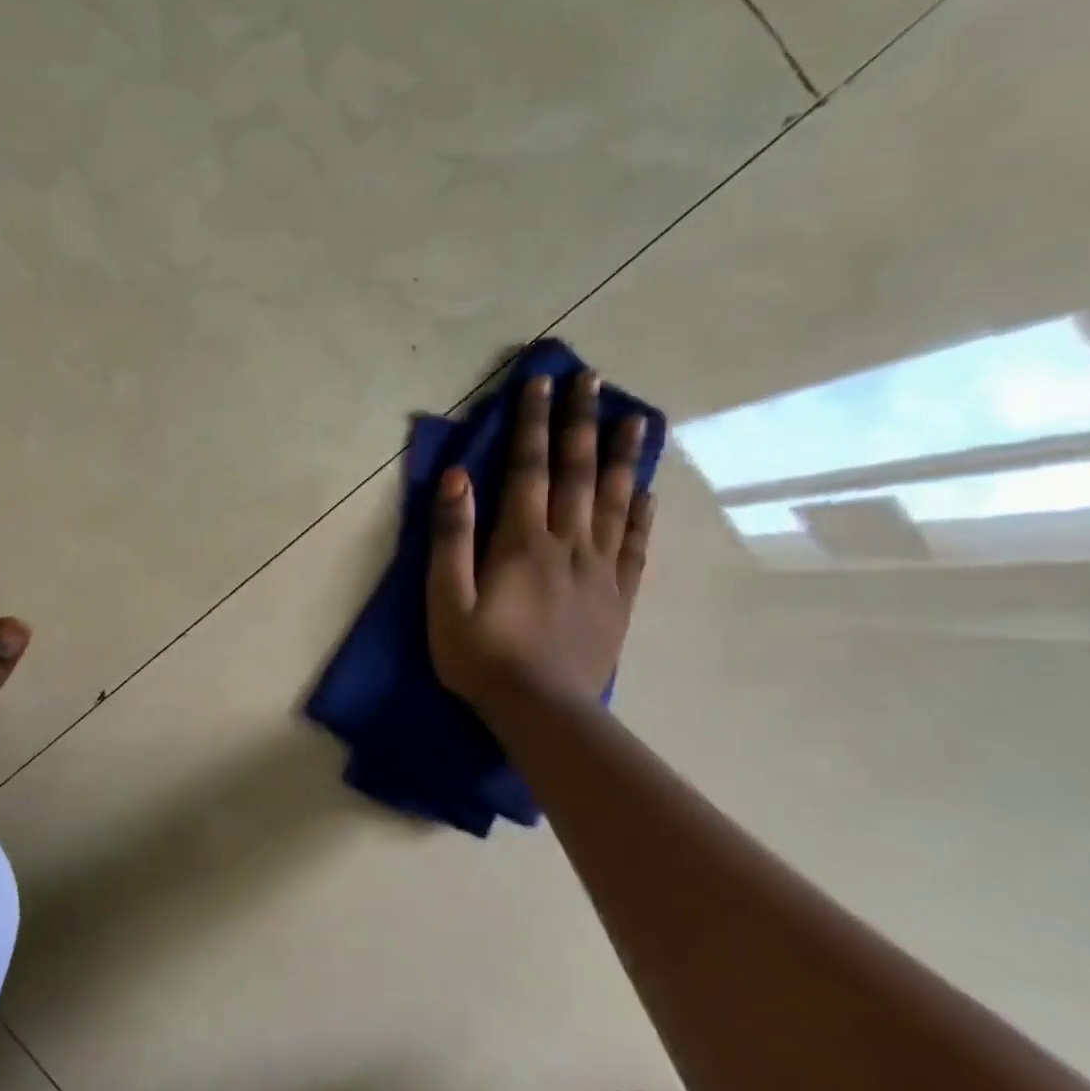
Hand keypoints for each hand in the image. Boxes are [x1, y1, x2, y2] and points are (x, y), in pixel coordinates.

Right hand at [426, 369, 654, 712]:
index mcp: (523, 543)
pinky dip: (641, 512)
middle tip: (593, 379)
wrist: (542, 711)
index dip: (534, 423)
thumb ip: (451, 538)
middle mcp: (568, 544)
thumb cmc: (481, 656)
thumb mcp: (445, 600)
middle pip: (577, 473)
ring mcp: (601, 569)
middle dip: (581, 422)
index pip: (529, 469)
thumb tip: (458, 478)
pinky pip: (635, 544)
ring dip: (621, 455)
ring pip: (614, 500)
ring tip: (634, 417)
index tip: (541, 381)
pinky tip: (645, 489)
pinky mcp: (618, 596)